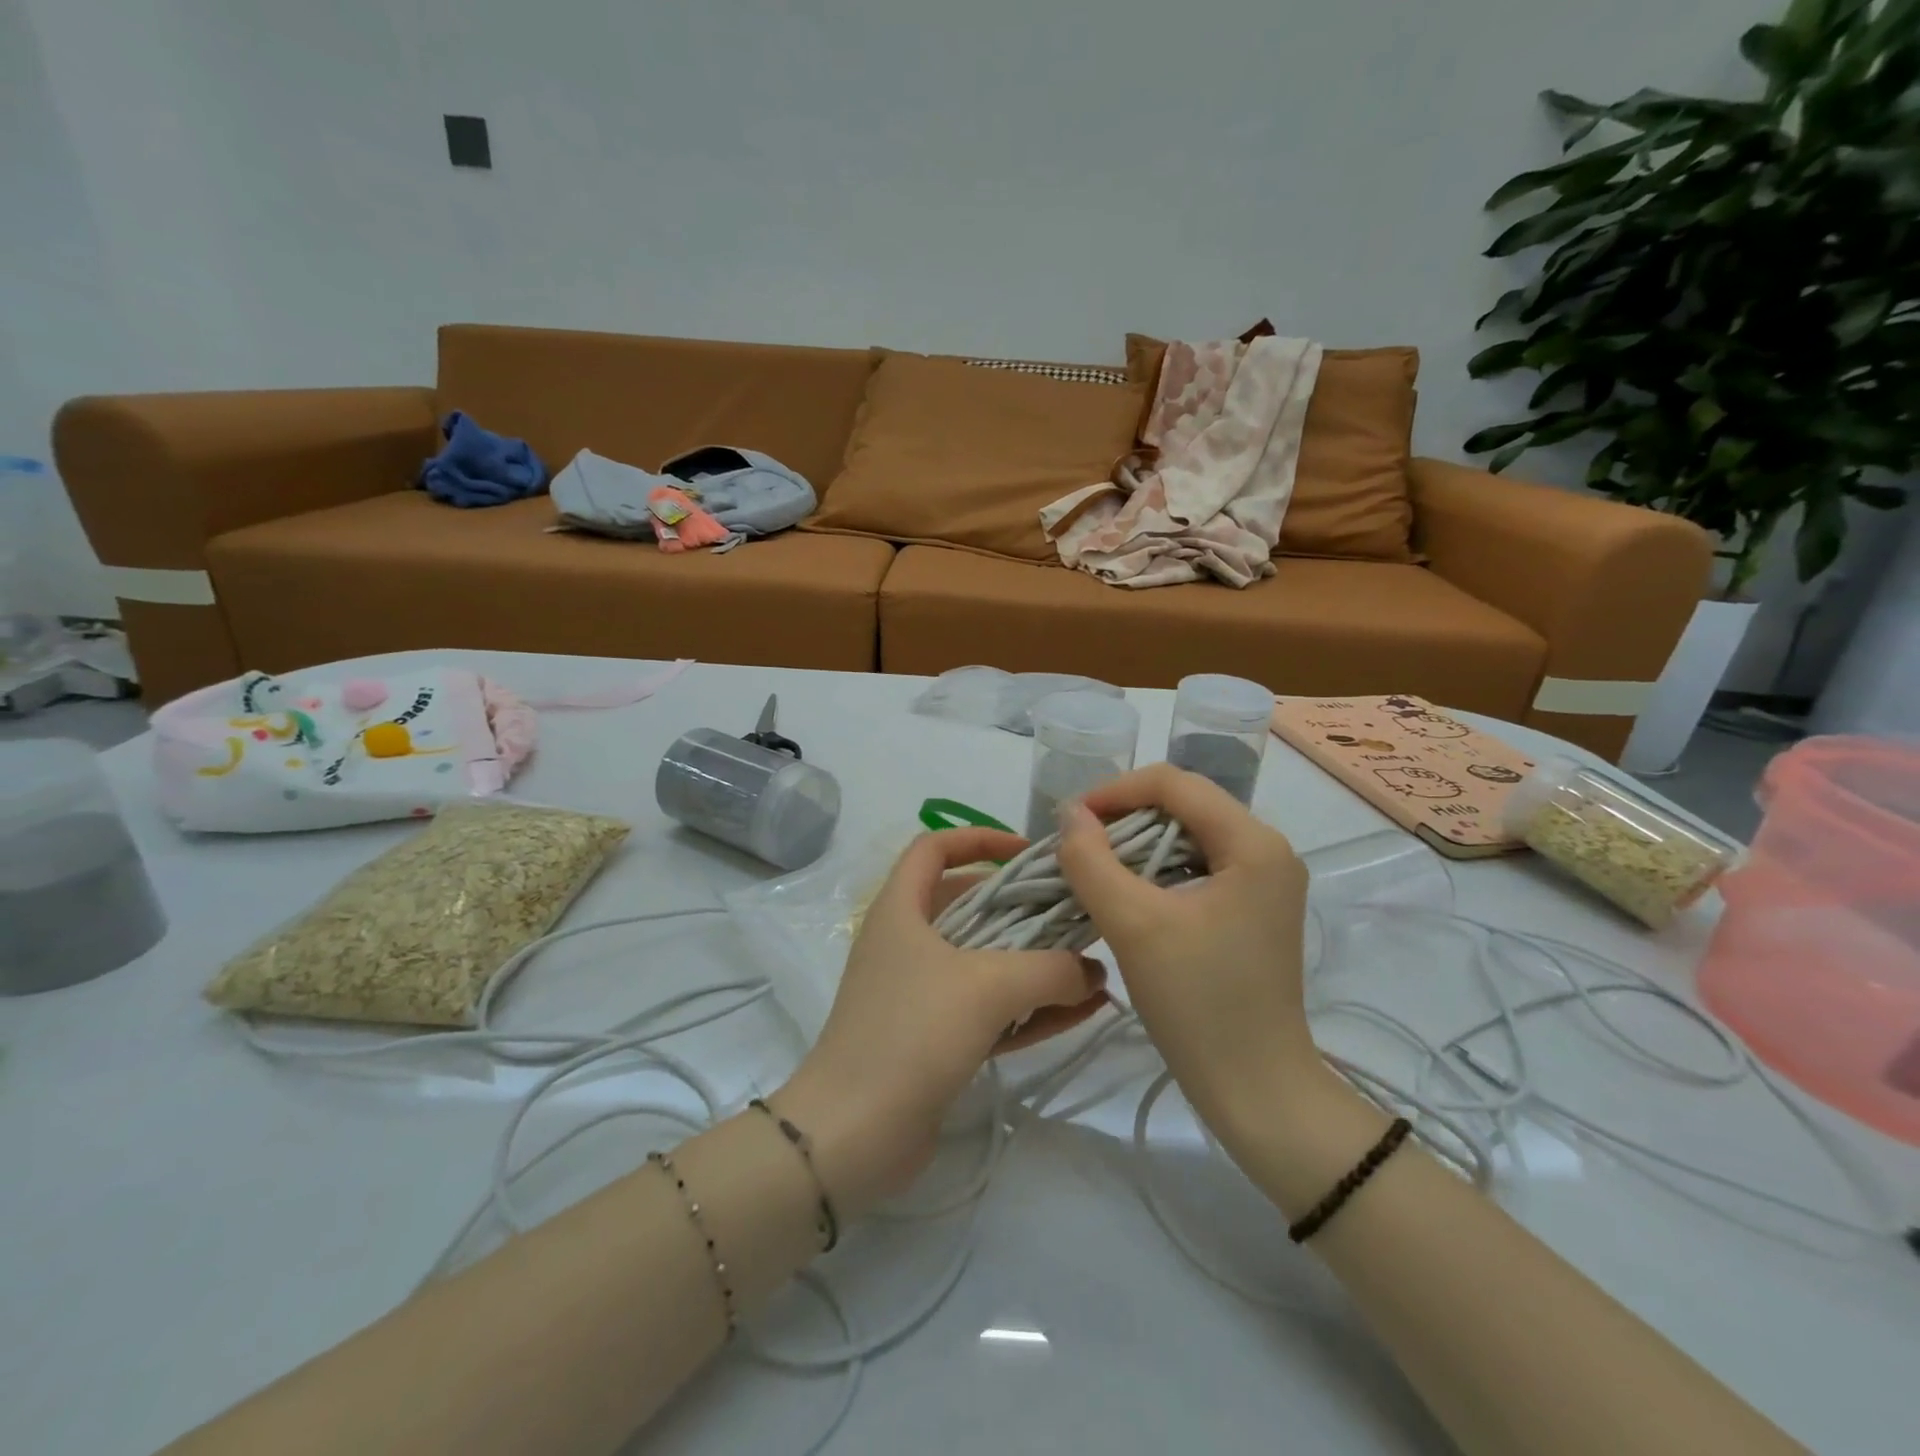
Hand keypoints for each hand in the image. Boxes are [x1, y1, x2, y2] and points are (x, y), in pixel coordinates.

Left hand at [774, 828, 1107, 1217]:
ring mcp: (918, 993)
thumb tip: (1091, 971)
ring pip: (983, 961)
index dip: (980, 839)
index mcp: (901, 908)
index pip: (934, 847)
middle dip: (1022, 907)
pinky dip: (1029, 1007)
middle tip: (1074, 913)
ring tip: (1090, 965)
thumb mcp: (988, 987)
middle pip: (968, 904)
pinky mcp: (933, 1039)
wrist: (852, 1135)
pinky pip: (988, 1010)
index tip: (1029, 854)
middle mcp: (906, 942)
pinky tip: (1081, 1010)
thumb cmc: (911, 1033)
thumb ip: (1050, 970)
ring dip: (1033, 962)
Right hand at [1054, 765, 1316, 1136]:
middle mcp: (1269, 849)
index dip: (1115, 791)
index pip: (1175, 783)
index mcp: (1254, 843)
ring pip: (1189, 834)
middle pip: (1185, 804)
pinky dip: (1157, 869)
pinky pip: (1198, 865)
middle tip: (1078, 843)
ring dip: (1138, 842)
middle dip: (1125, 815)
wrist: (1257, 1090)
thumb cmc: (1199, 1003)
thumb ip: (1092, 860)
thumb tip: (1070, 813)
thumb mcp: (1134, 925)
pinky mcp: (1253, 908)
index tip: (1070, 820)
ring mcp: (1265, 881)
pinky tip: (1127, 890)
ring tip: (1094, 864)